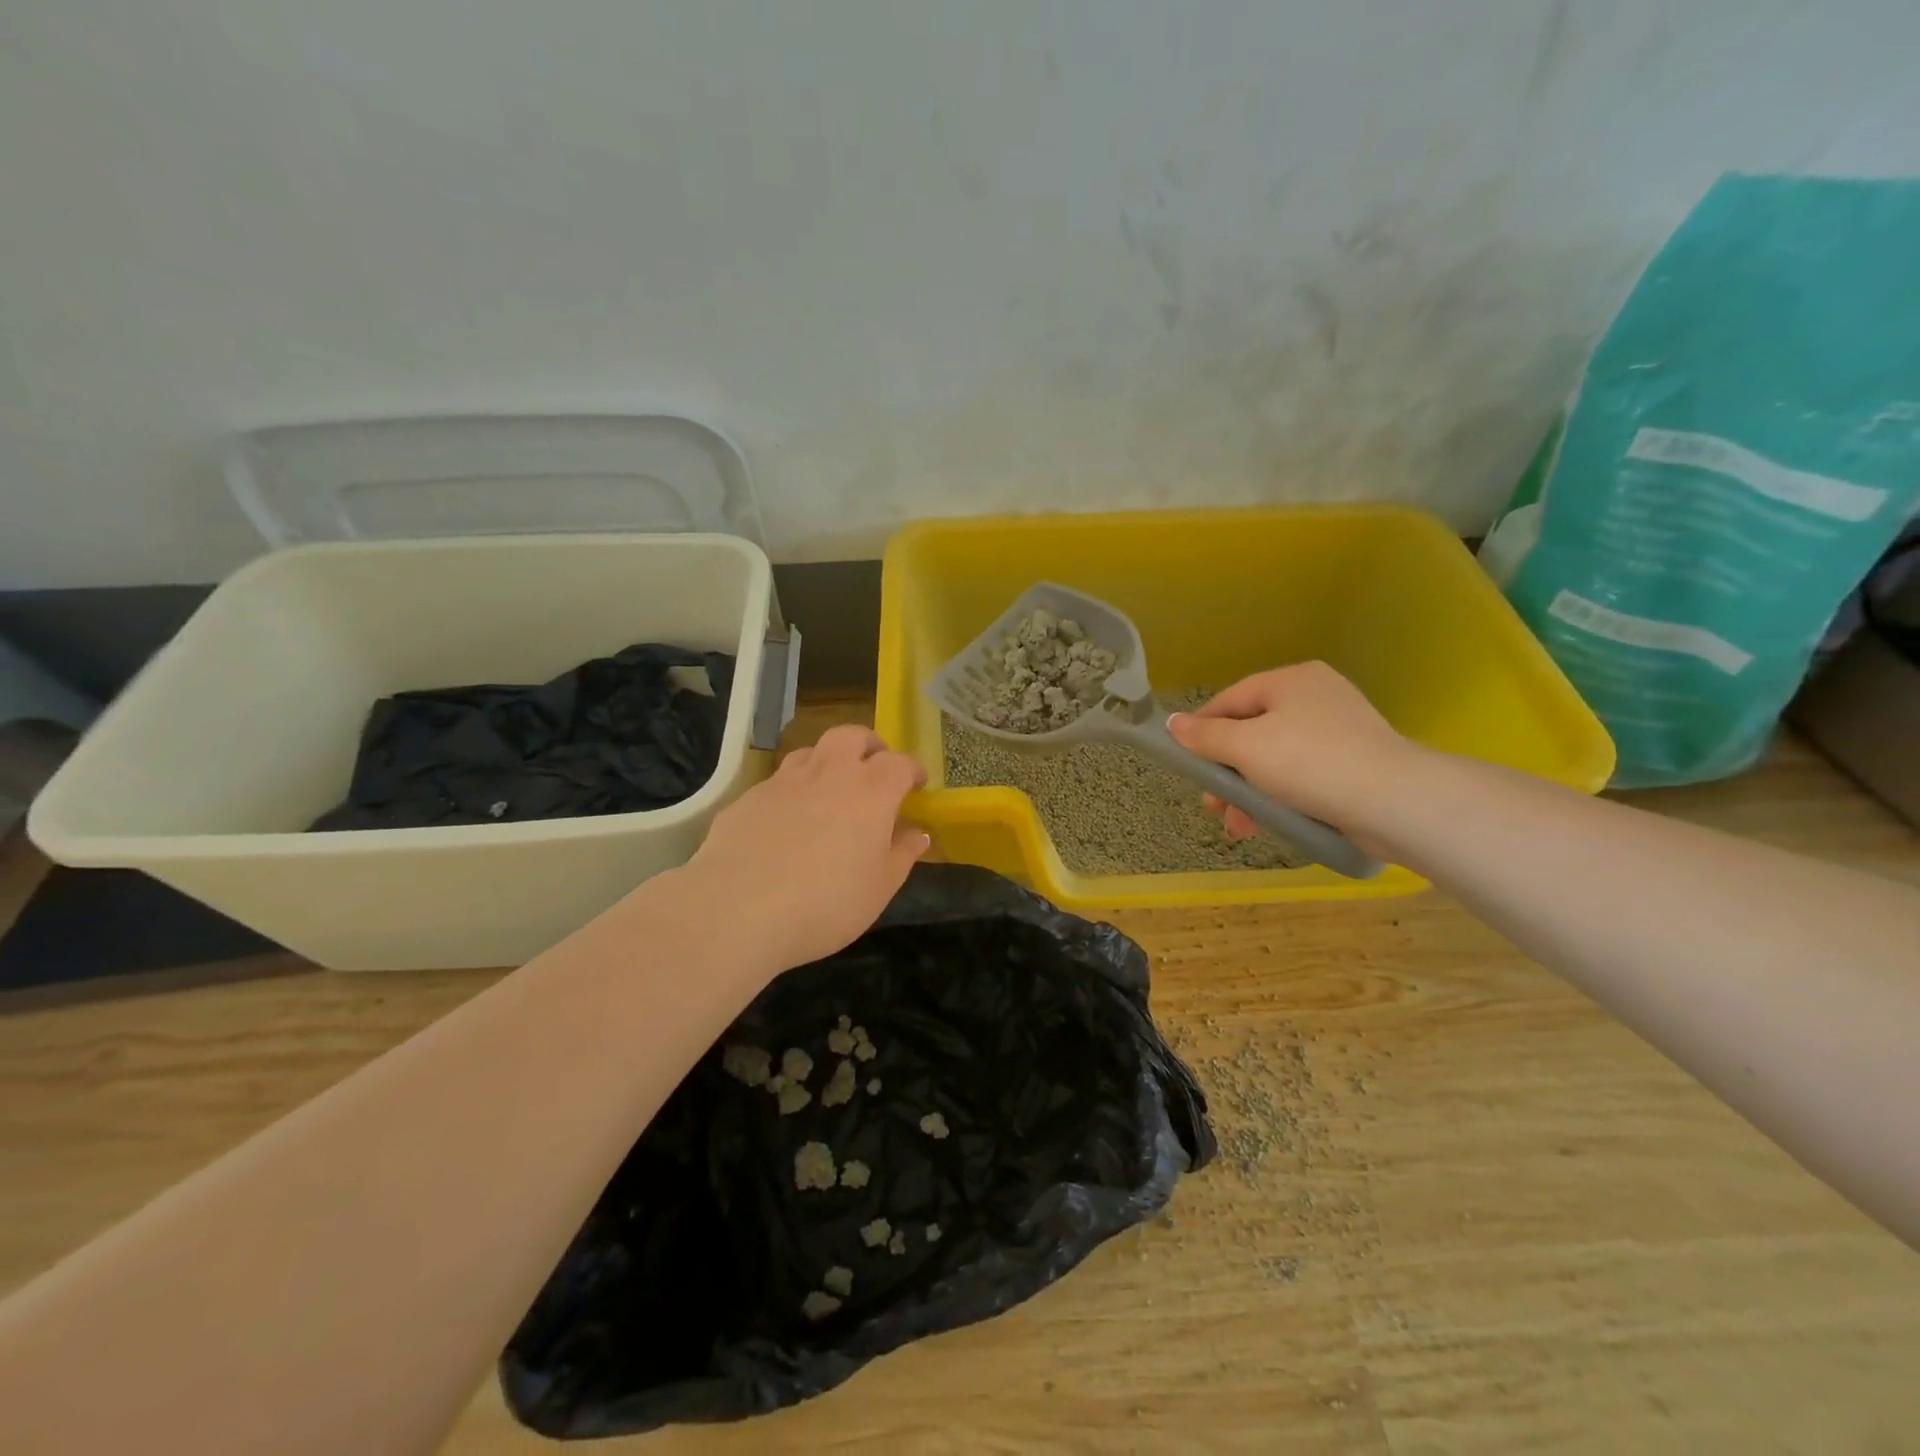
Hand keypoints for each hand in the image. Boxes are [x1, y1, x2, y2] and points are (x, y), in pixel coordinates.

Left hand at [677, 725, 929, 975]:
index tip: (917, 785)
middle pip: (852, 736)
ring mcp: (785, 781)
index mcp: (871, 791)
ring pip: (812, 751)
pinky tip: (787, 821)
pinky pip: (779, 781)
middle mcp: (830, 773)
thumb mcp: (879, 888)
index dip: (912, 771)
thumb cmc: (826, 903)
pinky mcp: (749, 797)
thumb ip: (902, 854)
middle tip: (874, 768)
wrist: (738, 909)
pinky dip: (793, 790)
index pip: (900, 763)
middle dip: (869, 746)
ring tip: (830, 789)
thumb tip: (917, 832)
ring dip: (828, 762)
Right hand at [1166, 663, 1415, 846]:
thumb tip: (1172, 724)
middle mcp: (1316, 696)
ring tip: (1239, 827)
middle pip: (1251, 731)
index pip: (1230, 700)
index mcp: (1291, 680)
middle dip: (1226, 772)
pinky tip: (1269, 823)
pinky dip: (1280, 796)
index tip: (1184, 764)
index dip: (1201, 731)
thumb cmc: (1310, 763)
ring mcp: (1339, 730)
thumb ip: (1205, 736)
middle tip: (1212, 806)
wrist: (1394, 802)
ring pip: (1275, 758)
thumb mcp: (1246, 747)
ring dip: (1249, 792)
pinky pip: (1302, 775)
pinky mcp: (1354, 763)